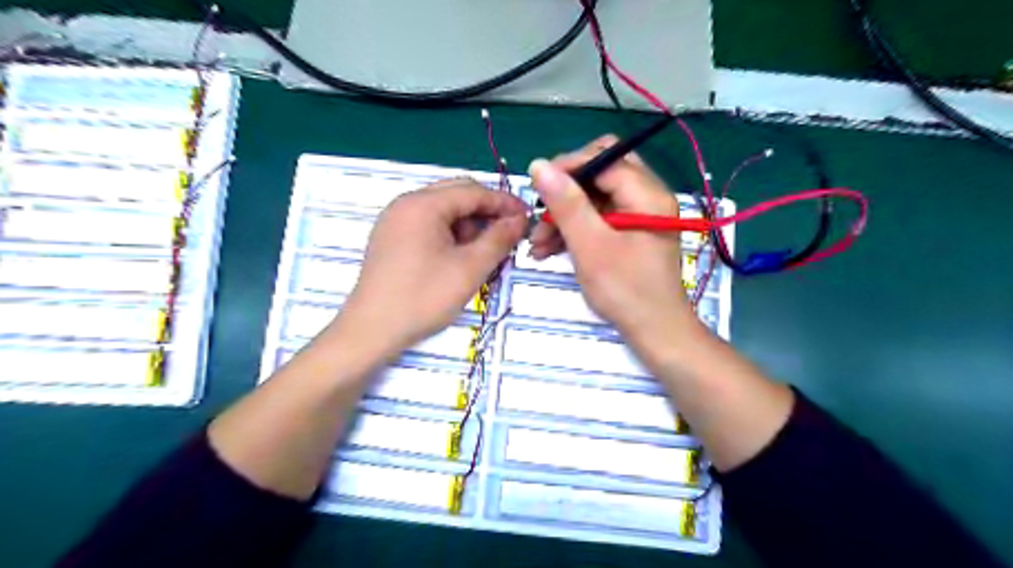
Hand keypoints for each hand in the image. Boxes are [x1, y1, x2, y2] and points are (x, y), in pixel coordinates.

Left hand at [343, 177, 530, 354]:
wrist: (371, 330)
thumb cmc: (423, 297)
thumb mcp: (469, 268)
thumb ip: (499, 239)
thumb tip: (519, 220)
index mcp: (423, 204)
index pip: (473, 191)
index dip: (504, 203)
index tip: (527, 218)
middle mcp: (406, 203)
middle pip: (457, 195)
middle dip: (486, 212)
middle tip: (509, 235)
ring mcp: (395, 220)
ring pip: (443, 210)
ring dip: (469, 225)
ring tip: (485, 252)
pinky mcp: (391, 237)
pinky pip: (428, 224)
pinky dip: (451, 234)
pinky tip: (461, 256)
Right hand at [526, 135, 701, 345]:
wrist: (654, 331)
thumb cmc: (626, 290)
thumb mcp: (591, 246)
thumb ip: (566, 204)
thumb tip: (539, 165)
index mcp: (647, 193)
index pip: (604, 158)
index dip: (568, 167)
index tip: (537, 189)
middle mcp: (647, 196)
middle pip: (600, 173)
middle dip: (565, 192)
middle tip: (541, 214)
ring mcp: (639, 214)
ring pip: (595, 198)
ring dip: (565, 215)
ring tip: (538, 243)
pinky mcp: (630, 231)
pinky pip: (598, 217)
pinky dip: (575, 229)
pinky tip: (550, 249)